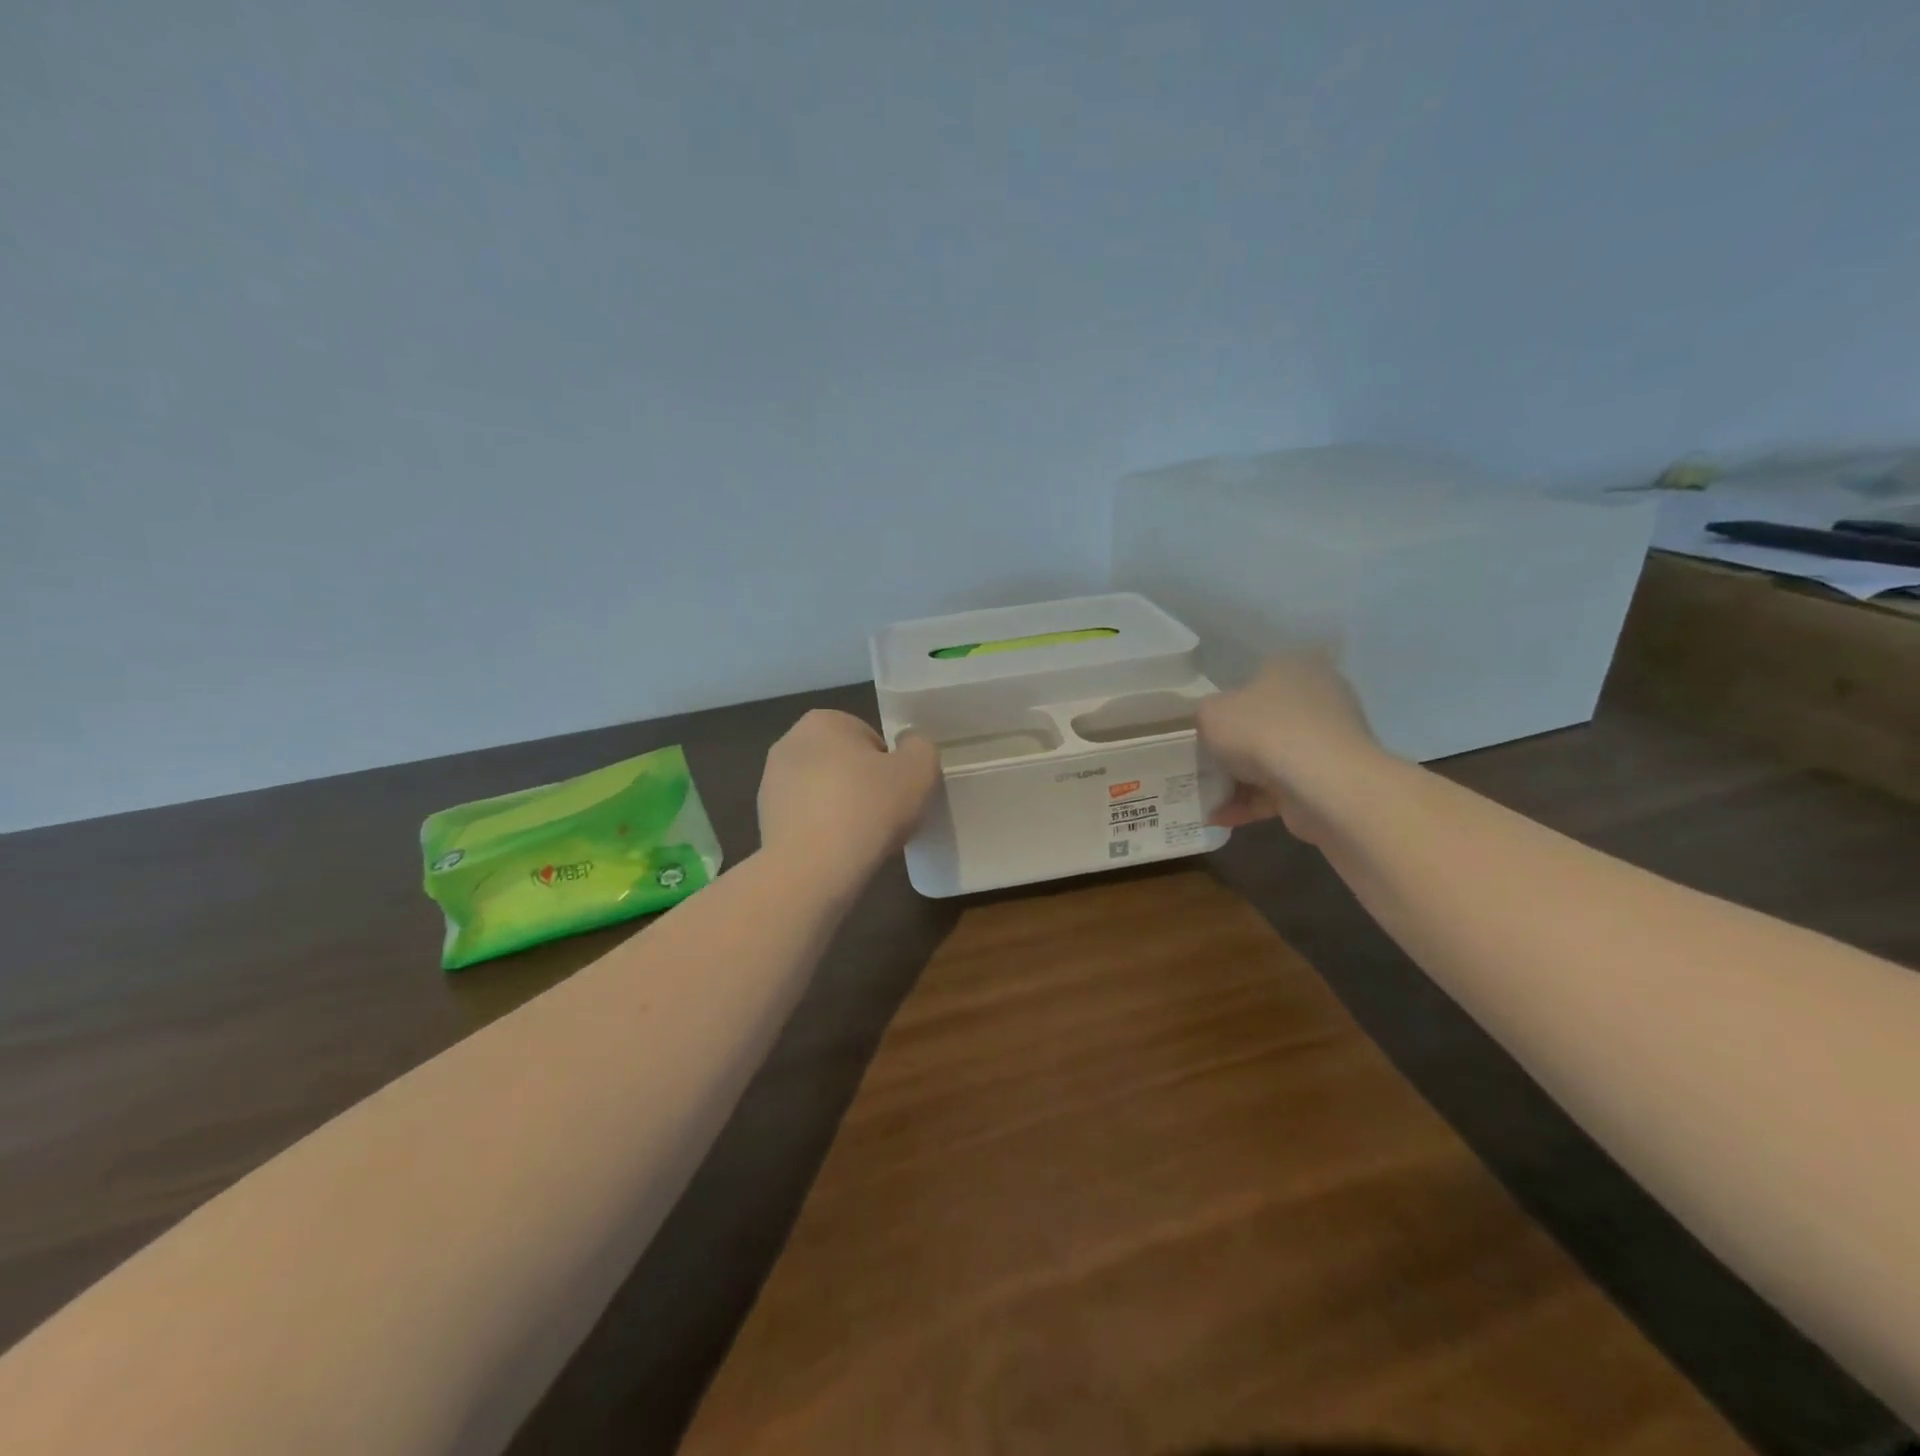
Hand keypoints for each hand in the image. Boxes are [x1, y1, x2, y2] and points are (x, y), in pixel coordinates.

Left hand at [757, 710, 939, 889]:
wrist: (812, 870)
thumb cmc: (868, 809)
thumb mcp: (919, 770)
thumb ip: (920, 748)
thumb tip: (909, 748)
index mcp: (823, 721)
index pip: (871, 739)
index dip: (892, 768)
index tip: (899, 794)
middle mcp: (789, 743)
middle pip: (845, 764)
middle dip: (864, 786)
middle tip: (885, 816)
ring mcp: (771, 784)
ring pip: (824, 793)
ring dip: (843, 810)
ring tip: (862, 840)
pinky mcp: (763, 821)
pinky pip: (807, 821)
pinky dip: (823, 832)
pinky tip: (838, 854)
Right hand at [1196, 654, 1387, 842]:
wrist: (1322, 783)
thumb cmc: (1262, 731)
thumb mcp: (1210, 712)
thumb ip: (1204, 715)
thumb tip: (1211, 725)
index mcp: (1292, 667)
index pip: (1253, 679)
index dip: (1224, 705)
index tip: (1203, 729)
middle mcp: (1317, 697)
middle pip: (1262, 722)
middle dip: (1231, 748)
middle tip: (1202, 766)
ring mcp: (1328, 740)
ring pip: (1271, 759)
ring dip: (1237, 781)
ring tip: (1206, 800)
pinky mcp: (1330, 779)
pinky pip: (1281, 788)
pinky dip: (1252, 803)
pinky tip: (1222, 818)